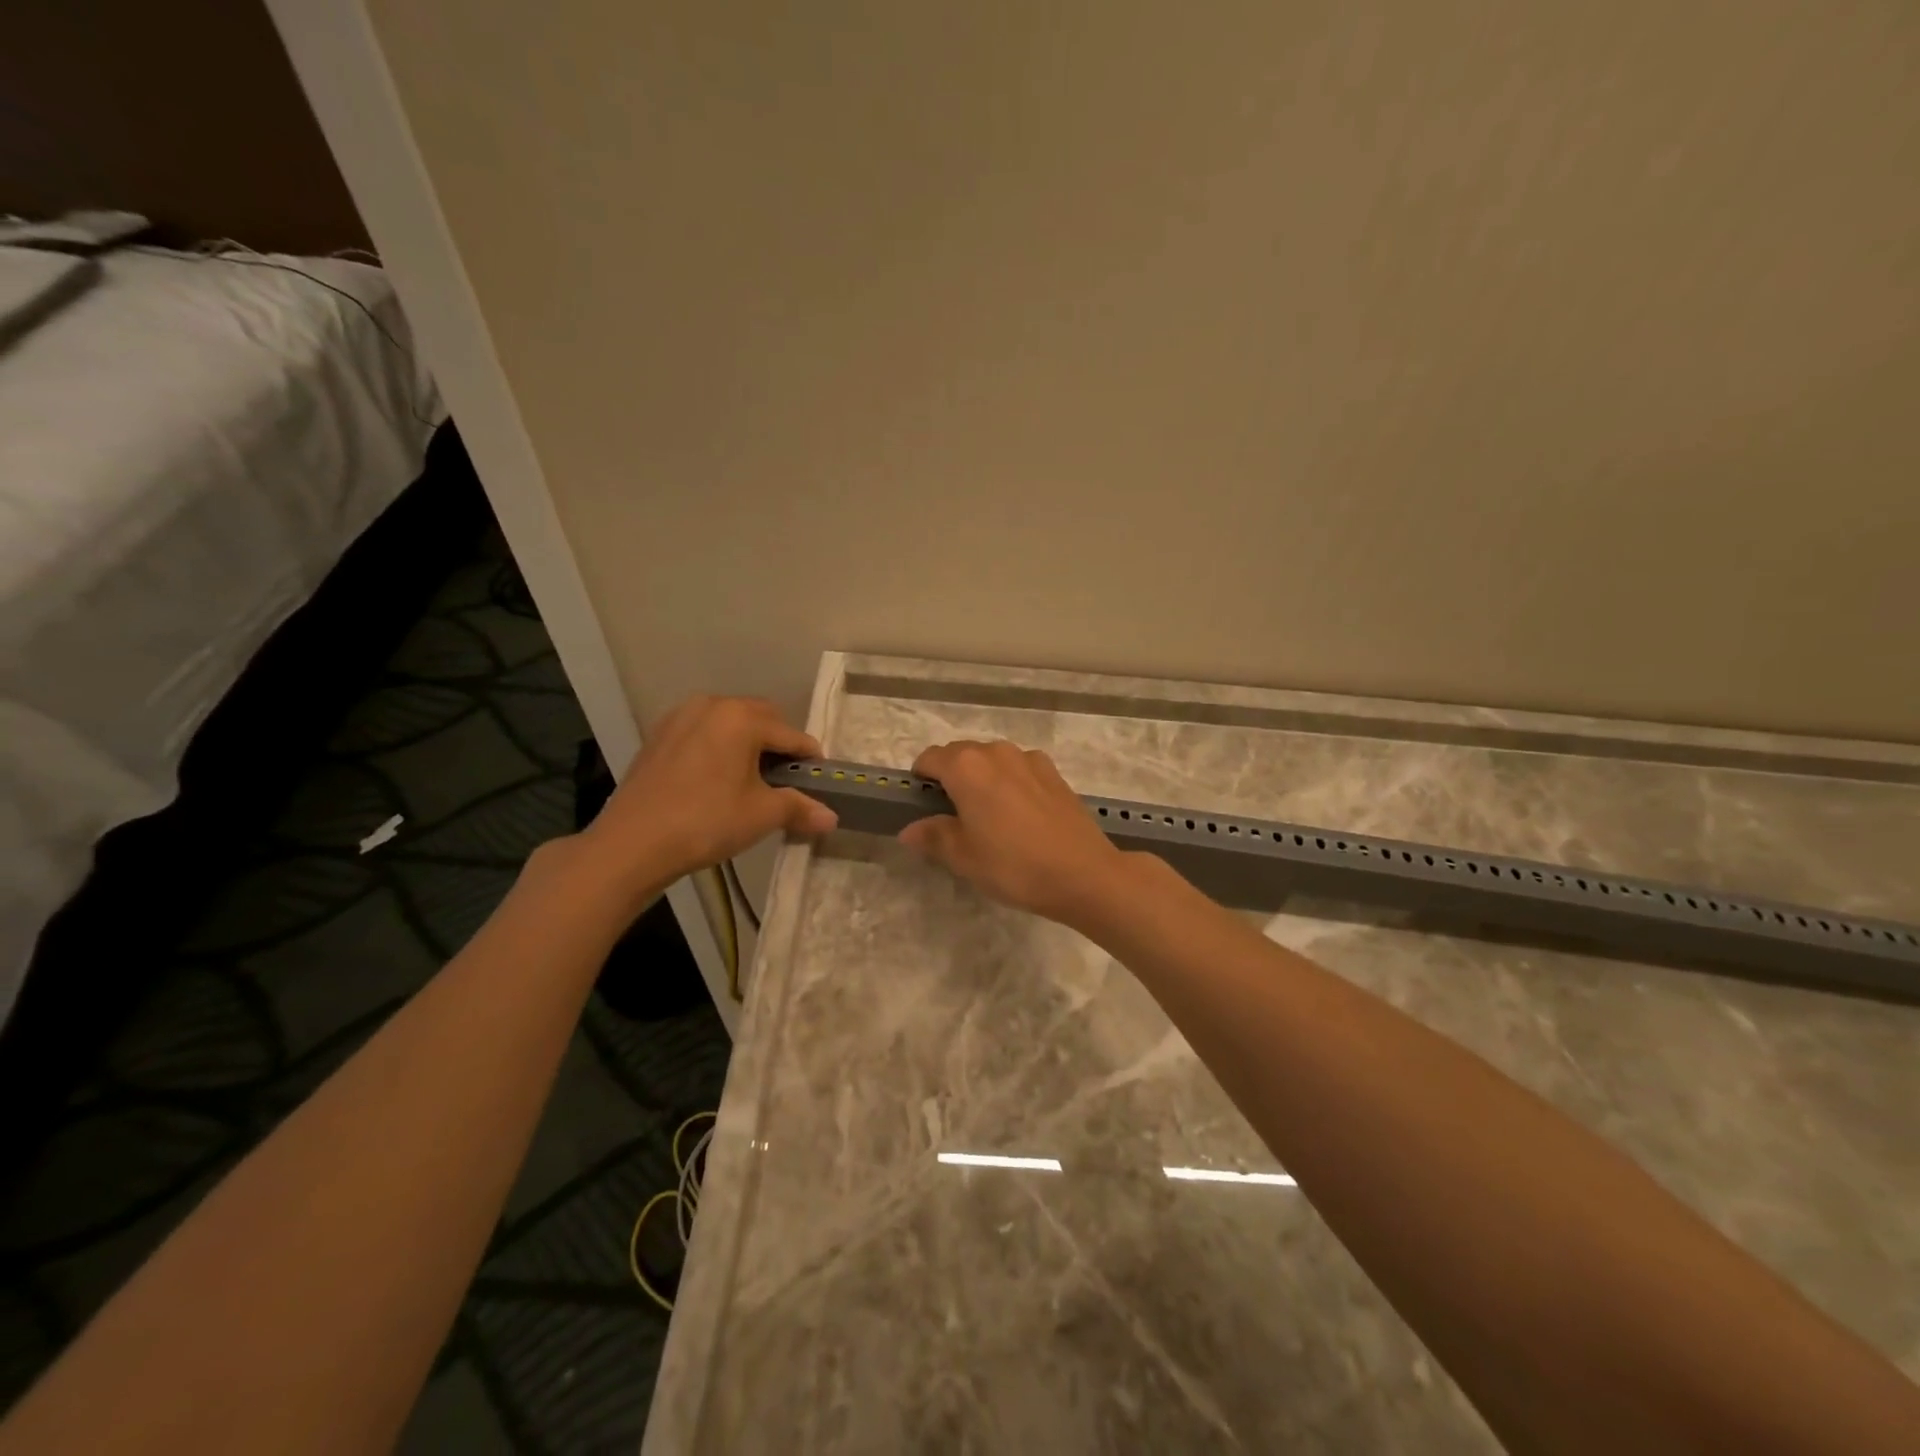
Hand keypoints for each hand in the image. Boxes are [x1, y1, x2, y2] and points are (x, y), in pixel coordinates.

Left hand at [580, 696, 836, 896]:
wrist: (632, 843)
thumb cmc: (706, 822)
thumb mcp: (761, 815)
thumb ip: (799, 808)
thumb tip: (831, 818)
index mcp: (742, 717)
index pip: (791, 735)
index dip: (809, 759)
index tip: (819, 781)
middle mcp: (712, 705)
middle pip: (760, 718)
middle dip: (778, 744)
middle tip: (784, 779)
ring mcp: (680, 717)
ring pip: (729, 722)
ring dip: (747, 743)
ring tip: (750, 778)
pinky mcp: (659, 735)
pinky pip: (702, 732)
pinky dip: (718, 747)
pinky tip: (715, 779)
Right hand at [899, 740, 1127, 926]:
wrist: (1083, 873)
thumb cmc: (1013, 865)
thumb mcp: (963, 858)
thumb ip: (932, 837)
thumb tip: (909, 829)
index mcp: (966, 767)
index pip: (929, 759)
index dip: (920, 780)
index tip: (922, 807)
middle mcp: (996, 751)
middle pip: (960, 755)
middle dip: (950, 778)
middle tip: (953, 819)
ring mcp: (1029, 759)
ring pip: (991, 761)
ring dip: (982, 779)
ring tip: (989, 818)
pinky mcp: (1053, 772)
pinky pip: (1018, 769)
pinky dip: (1010, 783)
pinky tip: (1020, 816)